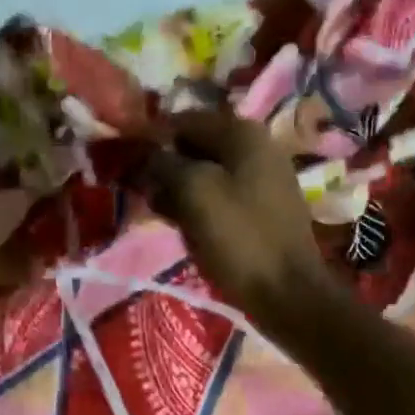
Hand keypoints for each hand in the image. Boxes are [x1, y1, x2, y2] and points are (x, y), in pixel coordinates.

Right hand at [143, 109, 335, 329]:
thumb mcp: (195, 193)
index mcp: (243, 133)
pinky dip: (198, 208)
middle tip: (140, 193)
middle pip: (195, 147)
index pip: (184, 120)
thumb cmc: (240, 238)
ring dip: (179, 191)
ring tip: (159, 213)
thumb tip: (146, 155)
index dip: (152, 138)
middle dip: (165, 167)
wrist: (288, 293)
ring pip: (206, 175)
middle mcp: (256, 148)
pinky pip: (220, 198)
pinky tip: (184, 228)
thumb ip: (165, 164)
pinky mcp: (261, 210)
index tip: (126, 163)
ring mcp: (262, 180)